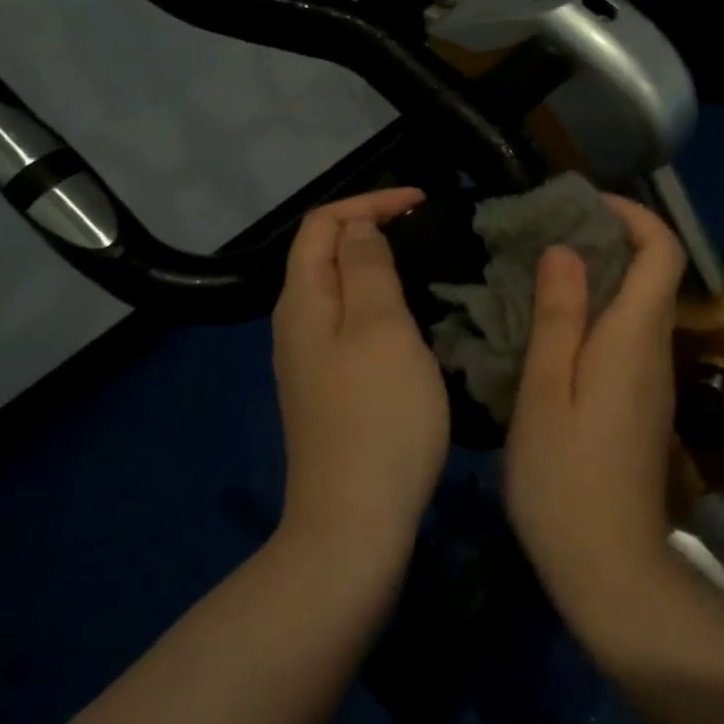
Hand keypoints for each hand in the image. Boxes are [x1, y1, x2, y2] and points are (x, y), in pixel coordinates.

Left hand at [271, 188, 449, 566]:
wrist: (355, 521)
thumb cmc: (377, 416)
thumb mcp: (380, 329)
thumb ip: (368, 268)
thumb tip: (359, 229)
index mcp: (302, 302)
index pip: (322, 224)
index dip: (369, 201)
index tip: (422, 201)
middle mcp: (296, 326)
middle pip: (325, 255)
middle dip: (372, 229)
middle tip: (427, 230)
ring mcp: (310, 362)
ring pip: (341, 292)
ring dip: (378, 267)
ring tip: (426, 265)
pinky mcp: (330, 391)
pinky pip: (352, 326)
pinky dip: (381, 305)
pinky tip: (413, 321)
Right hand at [504, 195, 686, 615]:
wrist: (609, 567)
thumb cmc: (565, 479)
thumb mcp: (545, 392)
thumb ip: (558, 317)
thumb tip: (566, 250)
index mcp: (634, 338)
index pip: (662, 252)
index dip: (632, 214)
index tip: (582, 204)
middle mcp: (654, 351)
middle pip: (652, 273)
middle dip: (607, 239)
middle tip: (545, 236)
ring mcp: (652, 381)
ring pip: (638, 306)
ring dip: (599, 277)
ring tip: (539, 274)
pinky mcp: (640, 405)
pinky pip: (626, 337)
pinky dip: (597, 314)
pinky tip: (551, 330)